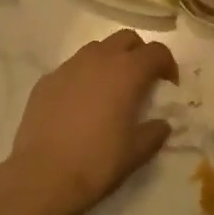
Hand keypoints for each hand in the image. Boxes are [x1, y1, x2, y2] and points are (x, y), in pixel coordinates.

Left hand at [4, 30, 178, 214]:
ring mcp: (68, 66)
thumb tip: (162, 124)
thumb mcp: (136, 152)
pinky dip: (83, 76)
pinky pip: (72, 68)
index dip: (168, 64)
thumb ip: (155, 132)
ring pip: (96, 48)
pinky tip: (80, 104)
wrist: (44, 175)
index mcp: (126, 72)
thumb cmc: (98, 162)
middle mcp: (98, 59)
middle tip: (142, 80)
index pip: (156, 51)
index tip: (169, 85)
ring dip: (110, 60)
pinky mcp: (46, 80)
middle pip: (126, 39)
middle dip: (139, 53)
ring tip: (110, 89)